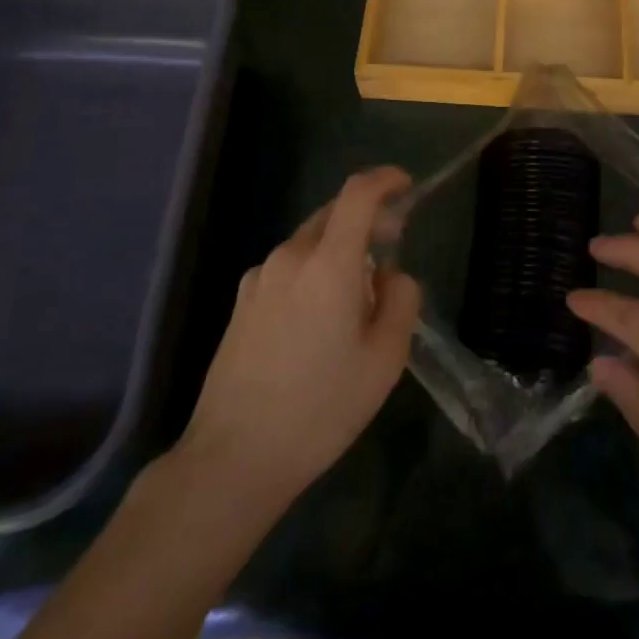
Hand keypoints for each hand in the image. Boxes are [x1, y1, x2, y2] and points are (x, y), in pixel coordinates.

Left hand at [171, 167, 420, 518]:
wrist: (232, 459)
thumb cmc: (320, 408)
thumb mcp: (385, 360)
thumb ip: (401, 301)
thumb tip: (391, 275)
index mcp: (328, 264)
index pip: (357, 194)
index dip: (385, 179)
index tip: (406, 186)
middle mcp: (290, 257)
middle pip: (333, 214)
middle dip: (368, 219)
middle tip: (392, 247)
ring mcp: (259, 278)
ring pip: (310, 242)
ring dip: (340, 250)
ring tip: (357, 298)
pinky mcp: (241, 302)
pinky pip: (288, 268)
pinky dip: (313, 272)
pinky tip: (318, 321)